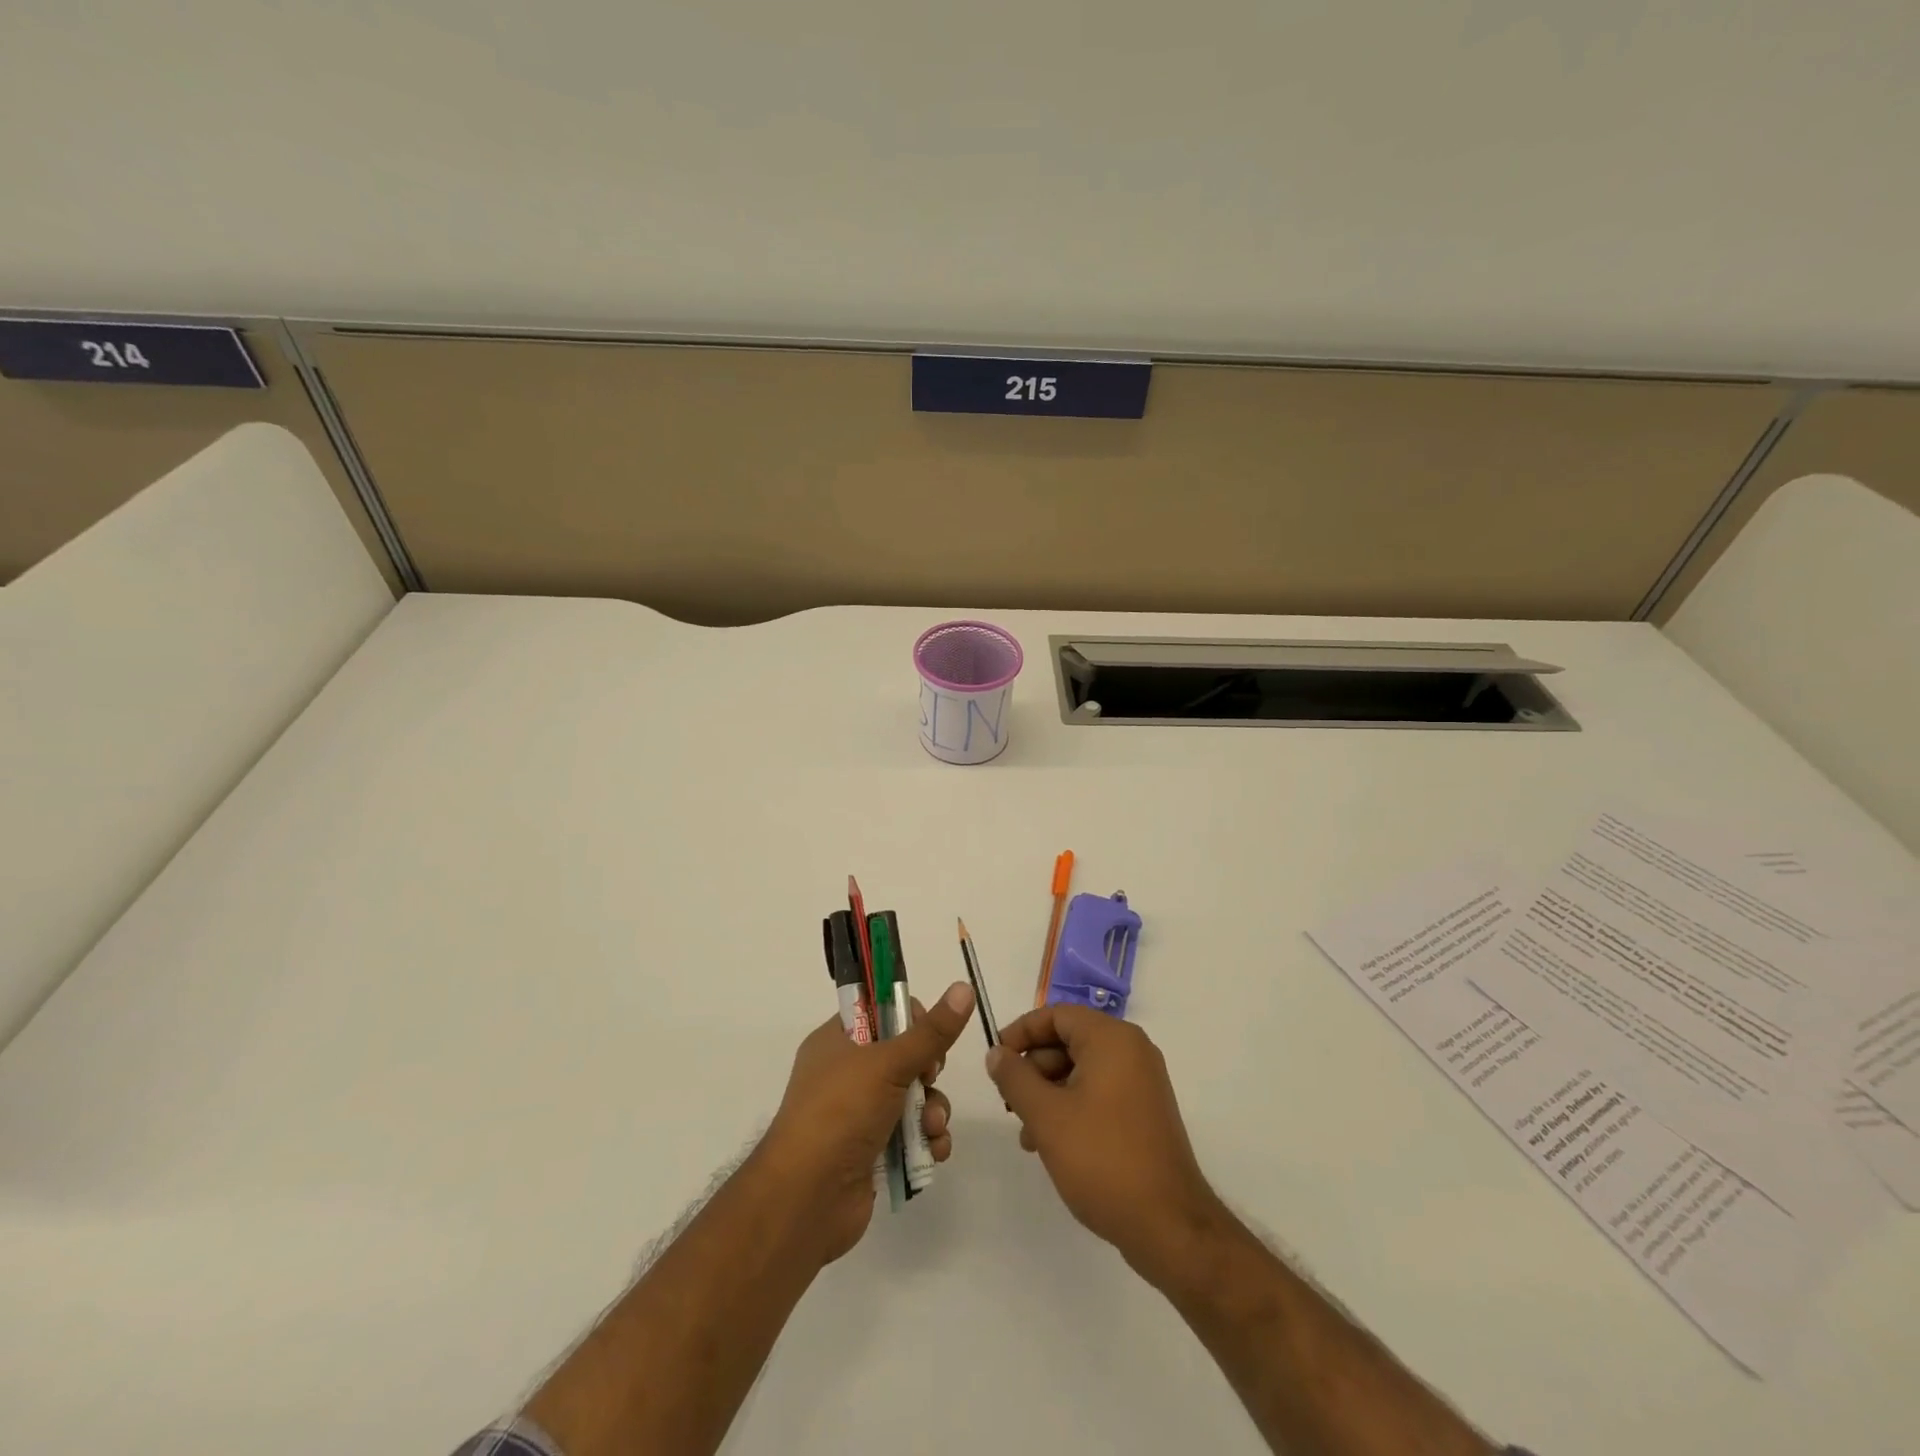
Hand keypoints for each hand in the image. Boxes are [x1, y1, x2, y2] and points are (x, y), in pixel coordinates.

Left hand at [759, 981, 973, 1263]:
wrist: (808, 1199)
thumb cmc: (841, 1112)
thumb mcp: (888, 1063)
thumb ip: (931, 1031)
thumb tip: (964, 986)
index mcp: (837, 1041)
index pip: (880, 1013)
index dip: (909, 1019)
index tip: (926, 1034)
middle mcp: (847, 1075)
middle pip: (904, 1056)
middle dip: (928, 1071)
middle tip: (928, 1078)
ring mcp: (859, 1116)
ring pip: (914, 1098)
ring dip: (932, 1111)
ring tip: (932, 1127)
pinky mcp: (873, 1152)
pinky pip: (912, 1136)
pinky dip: (927, 1141)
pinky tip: (933, 1151)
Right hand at [987, 1006, 1222, 1283]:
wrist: (1169, 1225)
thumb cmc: (1102, 1159)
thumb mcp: (1046, 1116)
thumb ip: (1015, 1078)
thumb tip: (996, 1053)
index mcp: (1111, 1039)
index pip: (1057, 1015)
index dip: (1021, 1032)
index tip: (995, 1059)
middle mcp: (1131, 1050)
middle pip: (1069, 1040)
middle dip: (1033, 1068)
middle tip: (1008, 1101)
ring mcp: (1142, 1081)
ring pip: (1081, 1069)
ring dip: (1048, 1092)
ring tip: (1026, 1133)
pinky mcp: (1145, 1111)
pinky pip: (1099, 1091)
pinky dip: (1071, 1106)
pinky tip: (1051, 1143)